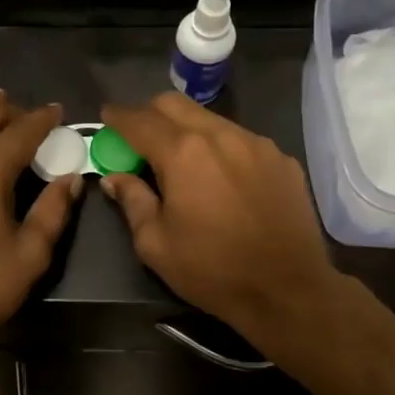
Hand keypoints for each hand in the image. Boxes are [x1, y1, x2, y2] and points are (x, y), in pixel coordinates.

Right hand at [98, 94, 339, 347]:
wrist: (287, 290)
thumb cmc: (212, 270)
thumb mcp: (155, 244)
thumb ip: (132, 202)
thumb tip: (115, 178)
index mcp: (183, 153)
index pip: (139, 120)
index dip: (117, 116)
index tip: (107, 117)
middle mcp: (221, 135)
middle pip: (175, 104)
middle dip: (150, 114)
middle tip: (139, 138)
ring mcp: (257, 144)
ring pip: (211, 119)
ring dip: (187, 130)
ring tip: (183, 161)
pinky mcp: (282, 160)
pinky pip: (242, 140)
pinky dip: (221, 148)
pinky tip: (223, 179)